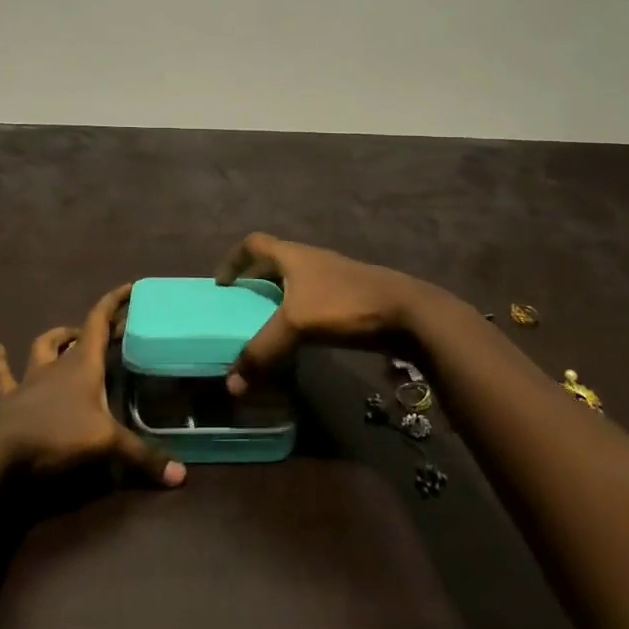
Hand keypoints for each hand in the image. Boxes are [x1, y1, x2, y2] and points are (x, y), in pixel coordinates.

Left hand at [0, 283, 185, 485]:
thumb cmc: (57, 434)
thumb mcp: (106, 444)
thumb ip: (141, 457)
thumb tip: (181, 476)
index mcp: (83, 364)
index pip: (99, 321)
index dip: (114, 302)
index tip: (130, 287)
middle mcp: (57, 365)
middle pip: (75, 335)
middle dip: (93, 328)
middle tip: (109, 330)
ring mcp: (30, 379)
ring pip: (42, 348)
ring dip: (55, 339)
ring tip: (64, 335)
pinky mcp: (9, 398)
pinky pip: (3, 374)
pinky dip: (0, 361)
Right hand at [216, 233, 431, 392]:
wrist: (407, 313)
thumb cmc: (345, 305)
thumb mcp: (297, 325)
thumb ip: (262, 352)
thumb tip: (231, 384)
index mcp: (293, 255)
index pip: (254, 244)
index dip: (233, 260)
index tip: (222, 284)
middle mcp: (310, 260)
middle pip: (274, 263)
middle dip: (255, 282)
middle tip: (240, 307)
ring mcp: (332, 279)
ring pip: (295, 284)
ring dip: (278, 300)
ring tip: (265, 326)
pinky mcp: (349, 299)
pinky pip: (313, 303)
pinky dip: (299, 316)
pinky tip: (298, 340)